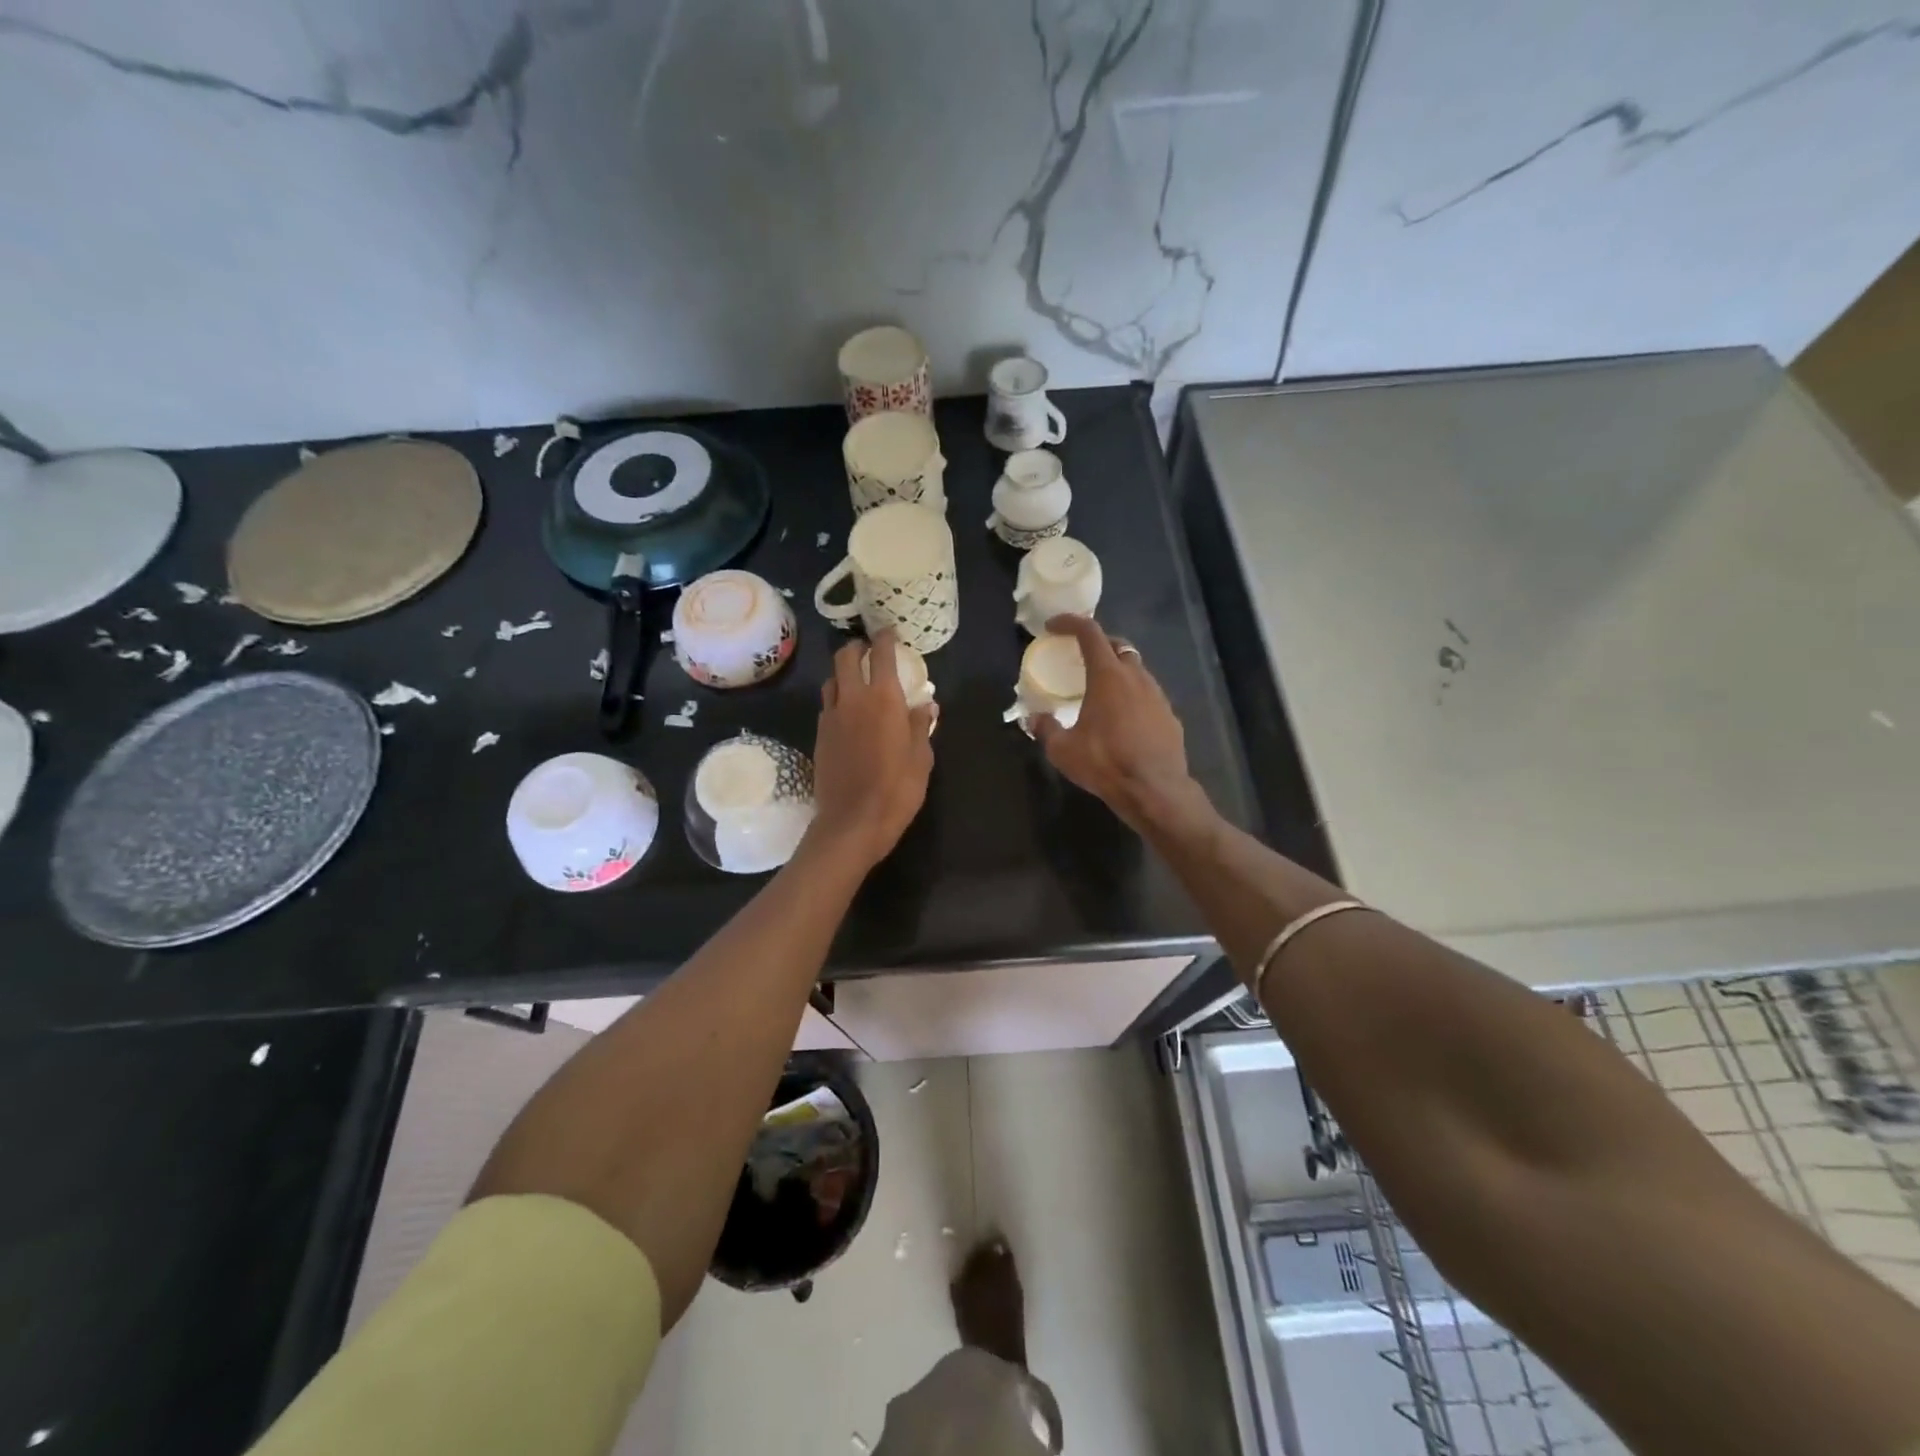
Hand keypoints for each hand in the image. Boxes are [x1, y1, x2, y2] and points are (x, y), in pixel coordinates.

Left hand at [807, 631, 935, 869]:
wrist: (852, 822)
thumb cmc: (897, 789)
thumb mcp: (922, 758)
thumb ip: (921, 725)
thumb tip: (927, 704)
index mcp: (884, 699)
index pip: (881, 654)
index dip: (885, 639)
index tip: (889, 633)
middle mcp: (853, 699)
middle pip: (845, 657)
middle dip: (856, 648)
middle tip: (868, 651)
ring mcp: (831, 717)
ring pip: (831, 680)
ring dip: (843, 673)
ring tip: (856, 682)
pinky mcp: (819, 735)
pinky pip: (826, 705)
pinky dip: (837, 699)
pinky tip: (847, 713)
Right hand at [1034, 616, 1201, 833]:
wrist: (1155, 790)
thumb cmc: (1105, 763)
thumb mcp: (1063, 749)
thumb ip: (1046, 729)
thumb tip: (1034, 719)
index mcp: (1108, 676)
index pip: (1089, 633)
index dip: (1070, 623)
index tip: (1053, 626)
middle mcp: (1136, 677)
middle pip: (1118, 646)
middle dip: (1098, 643)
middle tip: (1080, 656)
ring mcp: (1157, 696)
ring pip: (1136, 670)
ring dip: (1117, 670)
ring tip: (1100, 688)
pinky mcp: (1170, 716)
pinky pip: (1148, 695)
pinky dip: (1132, 695)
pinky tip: (1123, 717)